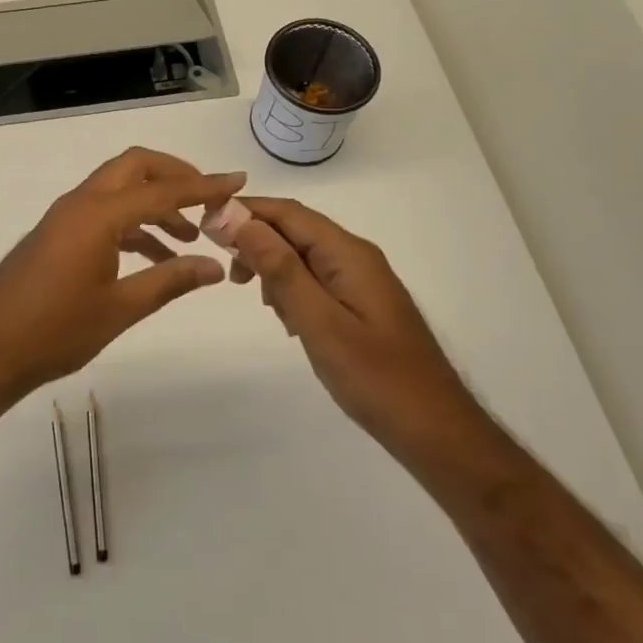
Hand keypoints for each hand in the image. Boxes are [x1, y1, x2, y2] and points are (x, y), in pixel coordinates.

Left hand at [0, 148, 245, 401]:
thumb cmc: (54, 330)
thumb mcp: (120, 308)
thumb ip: (169, 281)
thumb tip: (215, 267)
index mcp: (98, 214)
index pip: (162, 191)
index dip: (203, 187)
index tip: (237, 182)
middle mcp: (81, 203)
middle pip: (135, 168)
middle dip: (175, 177)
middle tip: (208, 202)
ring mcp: (65, 216)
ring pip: (119, 189)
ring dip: (154, 203)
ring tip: (189, 237)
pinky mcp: (57, 233)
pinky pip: (103, 212)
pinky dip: (132, 223)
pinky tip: (154, 254)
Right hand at [226, 197, 490, 455]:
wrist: (437, 431)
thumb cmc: (376, 378)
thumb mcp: (319, 322)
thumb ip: (281, 269)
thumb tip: (241, 221)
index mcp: (348, 253)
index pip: (288, 212)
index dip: (245, 211)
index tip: (206, 224)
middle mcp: (356, 256)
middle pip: (295, 229)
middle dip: (256, 240)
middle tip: (228, 272)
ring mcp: (362, 280)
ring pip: (304, 254)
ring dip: (273, 265)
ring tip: (257, 299)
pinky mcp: (362, 303)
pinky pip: (317, 279)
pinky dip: (292, 288)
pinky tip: (287, 318)